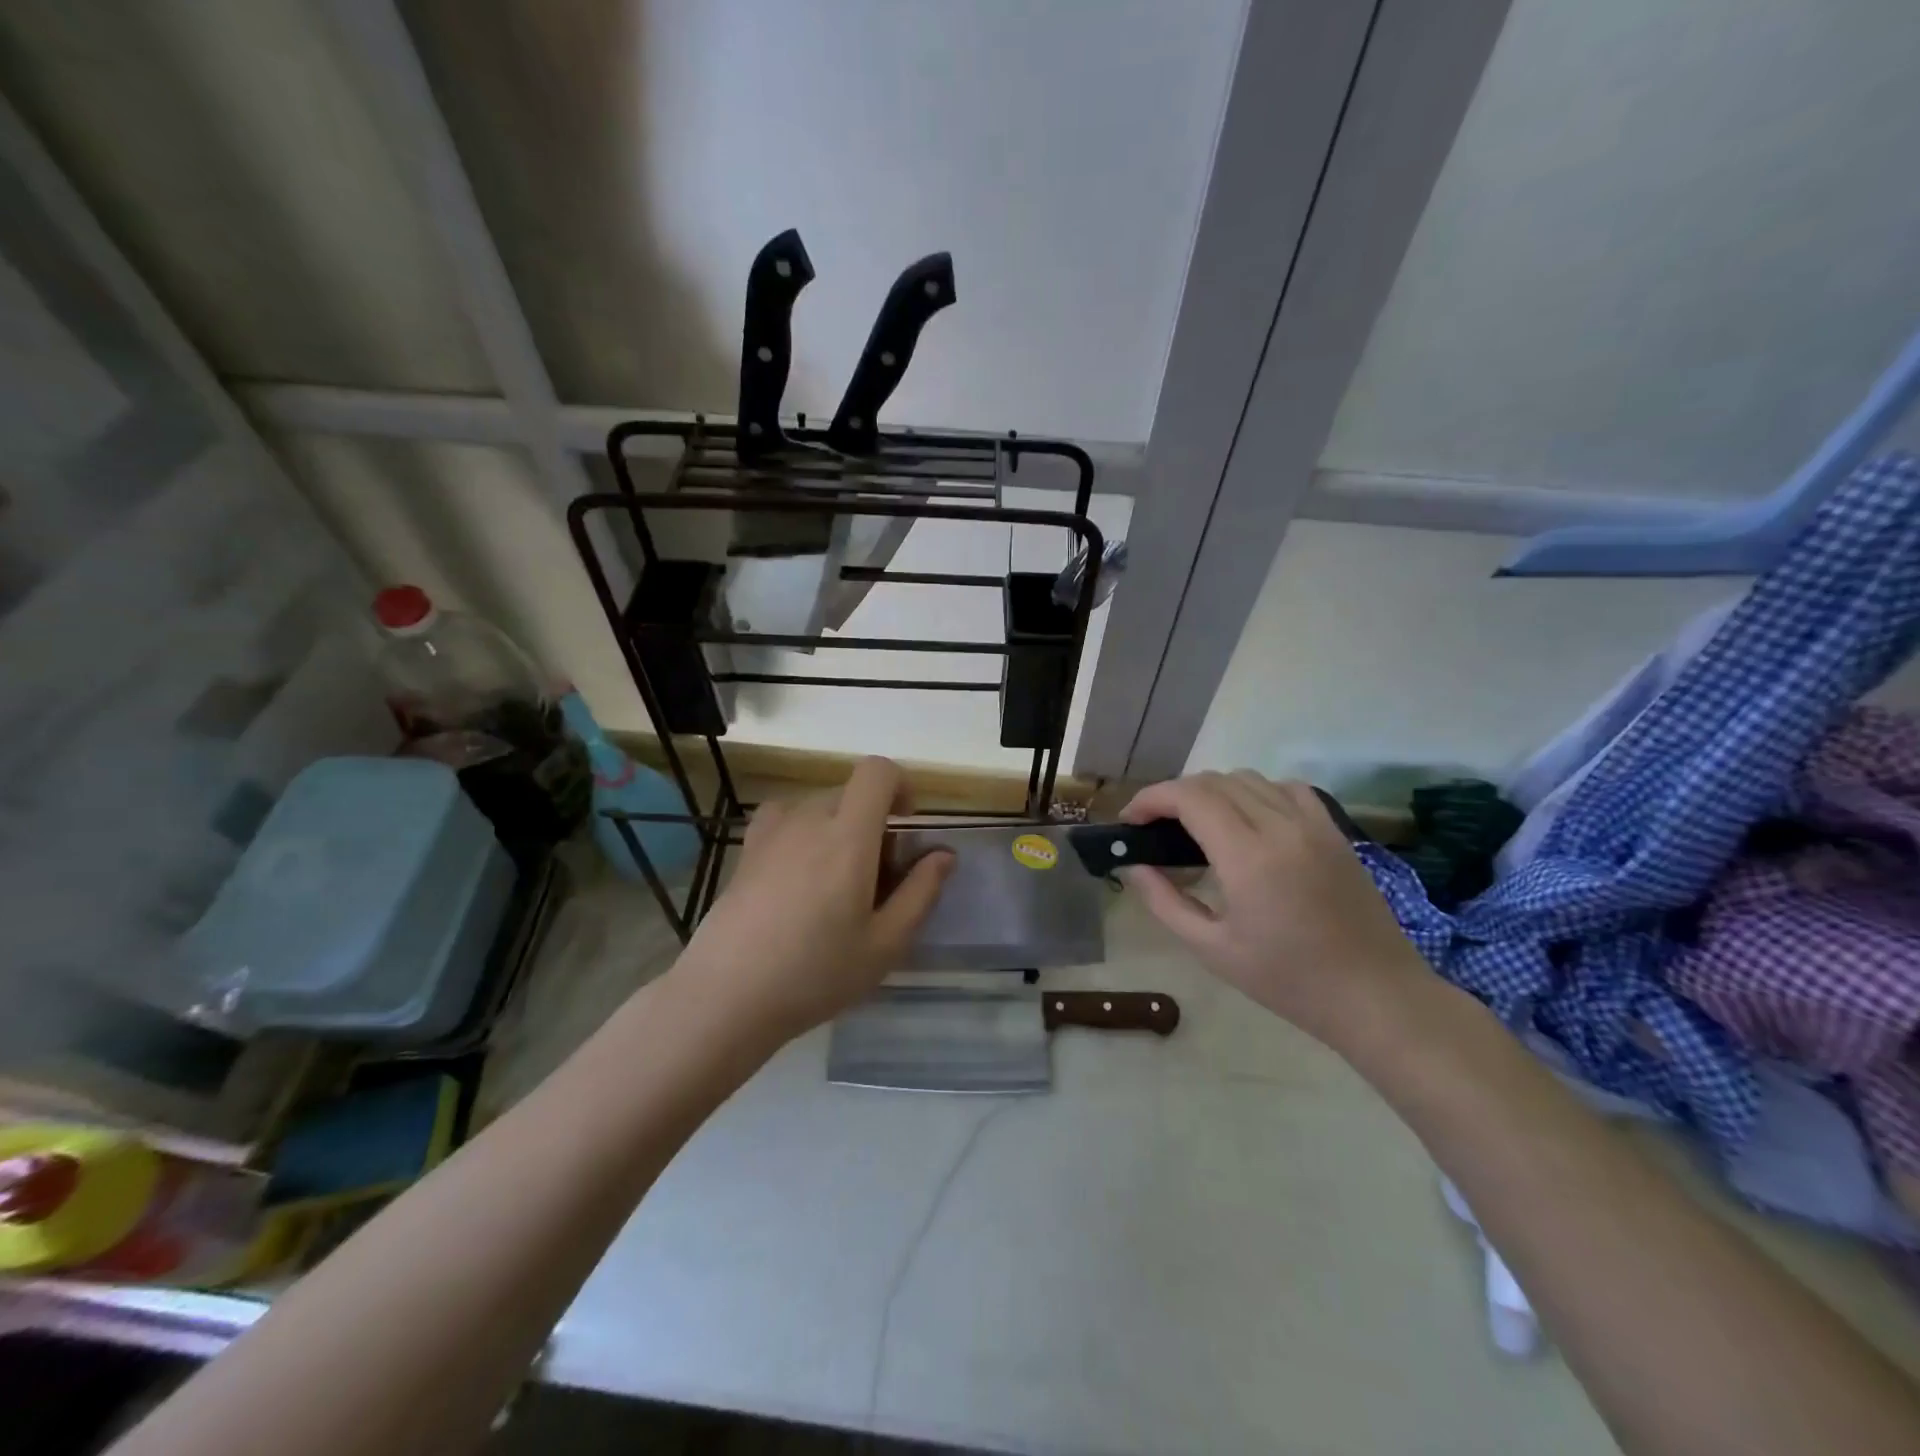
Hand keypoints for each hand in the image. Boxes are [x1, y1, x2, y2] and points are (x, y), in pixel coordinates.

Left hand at [677, 757, 951, 1042]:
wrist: (727, 996)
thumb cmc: (815, 973)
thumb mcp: (885, 944)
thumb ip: (921, 892)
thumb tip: (944, 855)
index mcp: (848, 836)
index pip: (876, 771)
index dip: (900, 785)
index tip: (906, 825)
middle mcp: (809, 819)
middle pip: (851, 793)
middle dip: (873, 820)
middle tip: (876, 876)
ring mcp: (772, 831)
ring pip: (819, 807)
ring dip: (839, 828)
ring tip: (835, 881)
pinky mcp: (747, 849)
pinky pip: (786, 819)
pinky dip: (803, 832)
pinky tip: (798, 875)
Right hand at [1121, 771, 1429, 1050]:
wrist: (1375, 995)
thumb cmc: (1288, 980)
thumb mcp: (1212, 950)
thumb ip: (1165, 902)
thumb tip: (1133, 866)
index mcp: (1248, 857)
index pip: (1189, 797)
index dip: (1151, 798)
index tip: (1130, 819)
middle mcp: (1281, 826)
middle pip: (1214, 781)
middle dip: (1174, 794)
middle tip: (1154, 826)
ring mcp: (1313, 823)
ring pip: (1249, 778)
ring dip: (1212, 790)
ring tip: (1195, 823)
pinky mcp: (1334, 830)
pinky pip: (1286, 788)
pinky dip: (1255, 791)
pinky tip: (1248, 819)